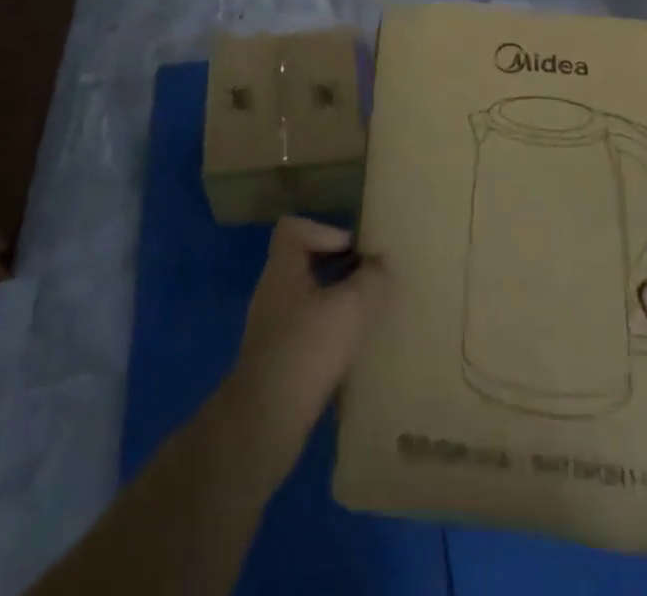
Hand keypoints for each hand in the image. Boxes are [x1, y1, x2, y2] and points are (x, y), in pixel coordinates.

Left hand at [226, 218, 384, 467]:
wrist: (266, 418)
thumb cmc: (307, 348)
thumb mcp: (350, 306)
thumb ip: (370, 278)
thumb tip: (380, 263)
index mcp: (282, 267)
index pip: (294, 227)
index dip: (325, 230)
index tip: (353, 252)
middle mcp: (272, 289)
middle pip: (303, 261)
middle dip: (337, 267)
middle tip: (368, 281)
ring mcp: (271, 325)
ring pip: (306, 296)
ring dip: (334, 300)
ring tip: (364, 315)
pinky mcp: (276, 357)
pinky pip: (304, 328)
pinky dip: (326, 331)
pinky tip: (349, 350)